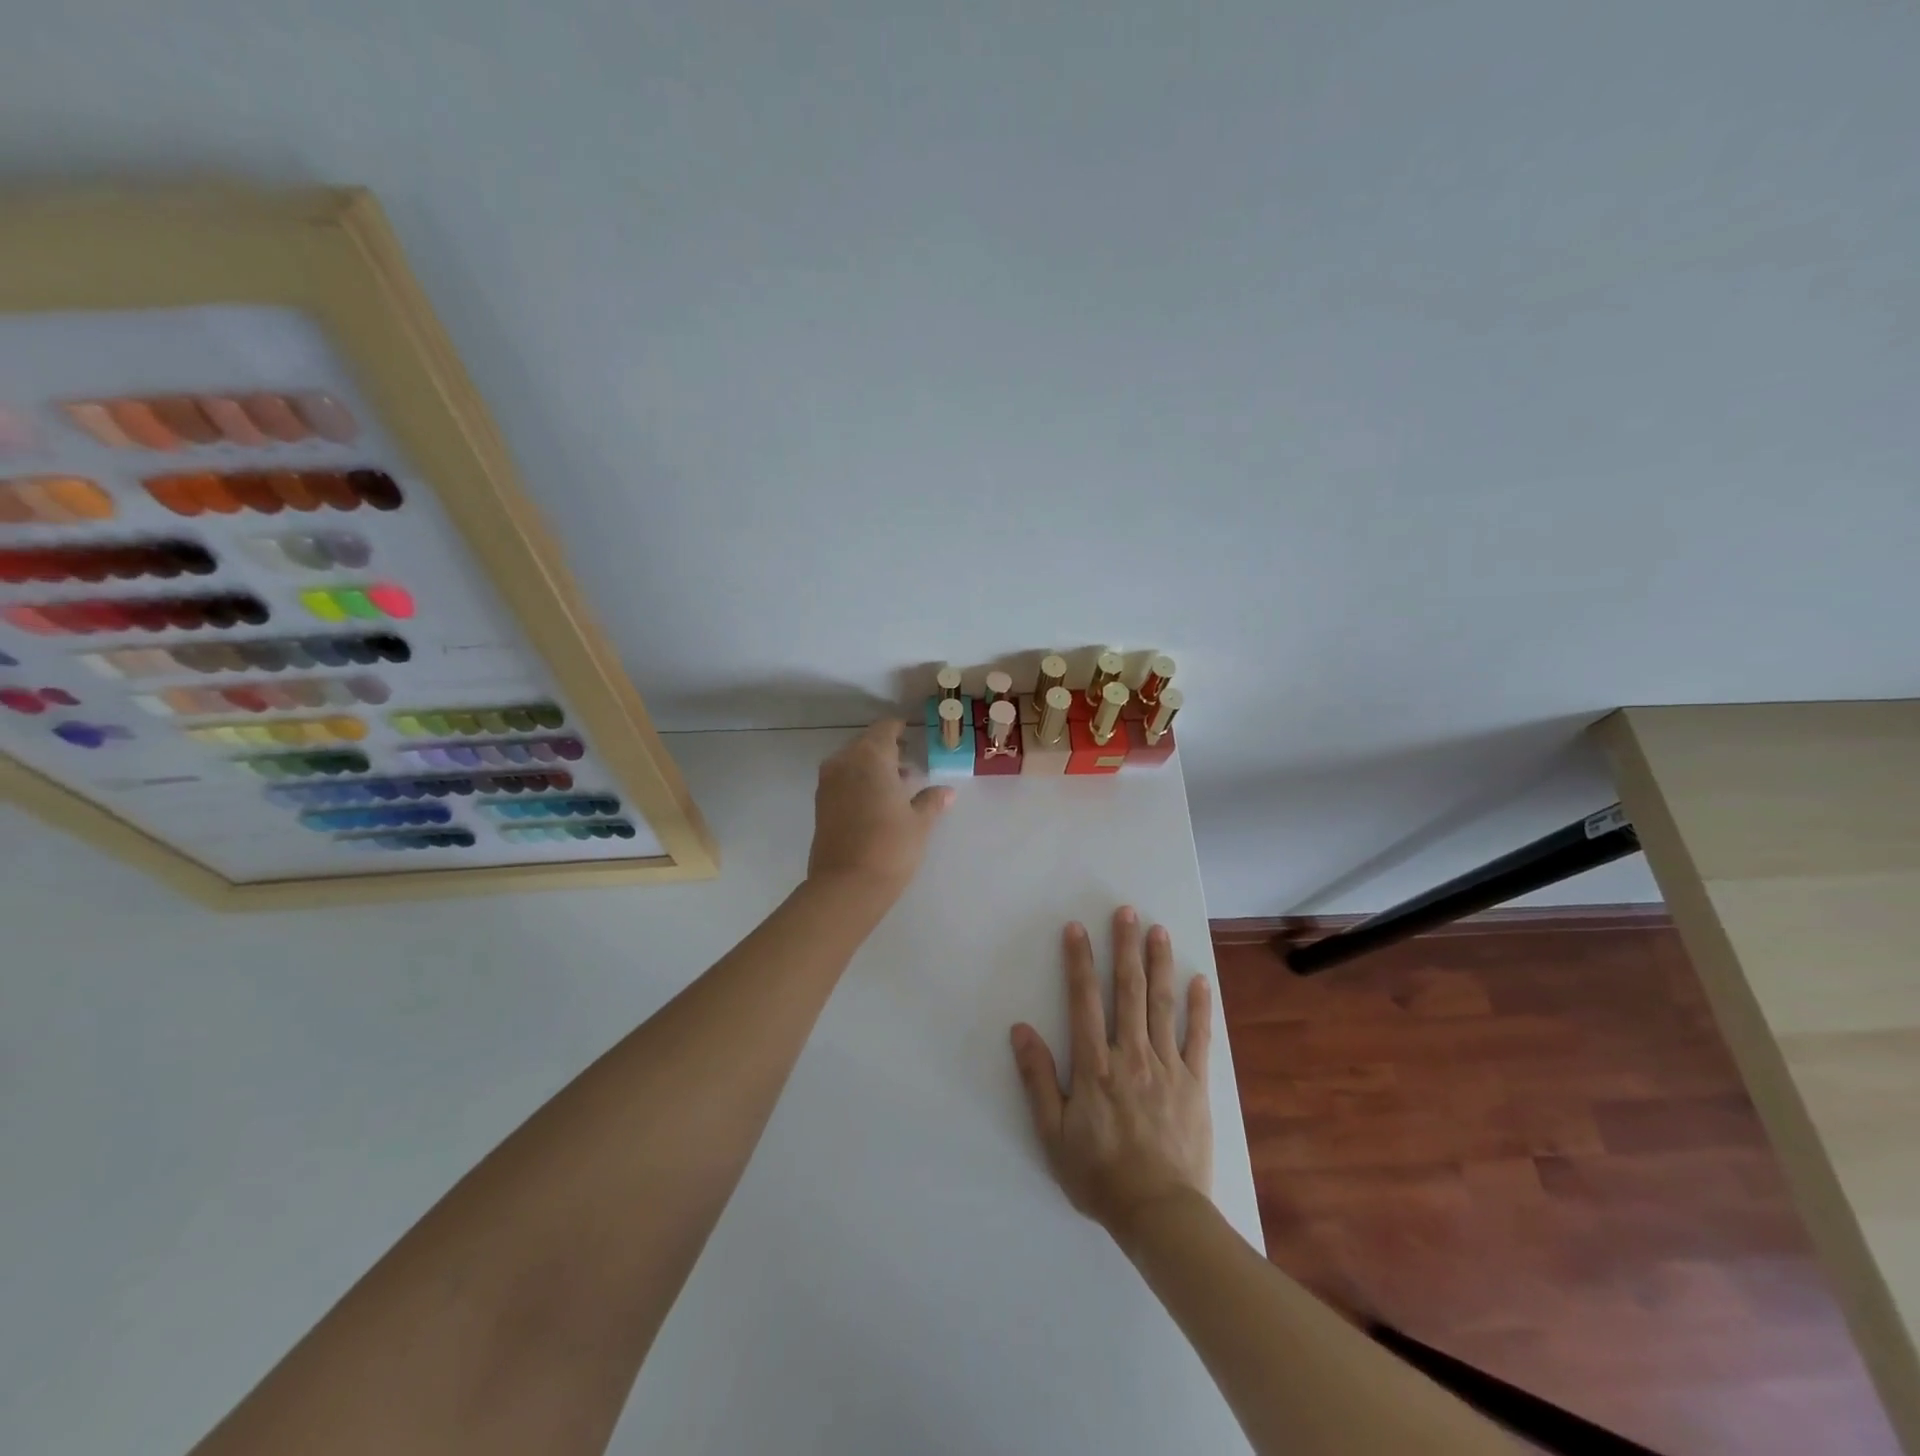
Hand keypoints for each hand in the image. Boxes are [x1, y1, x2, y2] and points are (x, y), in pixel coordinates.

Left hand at [807, 718, 952, 895]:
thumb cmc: (890, 846)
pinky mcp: (821, 804)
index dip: (900, 728)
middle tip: (910, 758)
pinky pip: (843, 779)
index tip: (913, 731)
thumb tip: (946, 792)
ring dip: (873, 766)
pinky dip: (860, 781)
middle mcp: (844, 762)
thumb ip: (931, 801)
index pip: (885, 728)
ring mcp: (828, 783)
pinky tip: (879, 799)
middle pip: (867, 743)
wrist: (846, 885)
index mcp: (870, 757)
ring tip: (899, 782)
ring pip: (853, 762)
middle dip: (888, 749)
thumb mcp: (919, 822)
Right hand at [1010, 907, 1213, 1244]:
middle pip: (1128, 991)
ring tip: (1158, 931)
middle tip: (1127, 912)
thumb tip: (1020, 1029)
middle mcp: (1131, 1054)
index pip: (1084, 1000)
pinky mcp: (1196, 1084)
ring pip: (1162, 1005)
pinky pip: (1199, 1039)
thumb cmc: (1099, 1174)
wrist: (1159, 1213)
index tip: (1077, 928)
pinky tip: (1200, 981)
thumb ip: (1038, 1078)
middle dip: (1125, 948)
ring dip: (1160, 964)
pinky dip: (1200, 1008)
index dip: (1079, 962)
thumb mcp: (1053, 1133)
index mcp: (1095, 1065)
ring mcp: (1167, 1066)